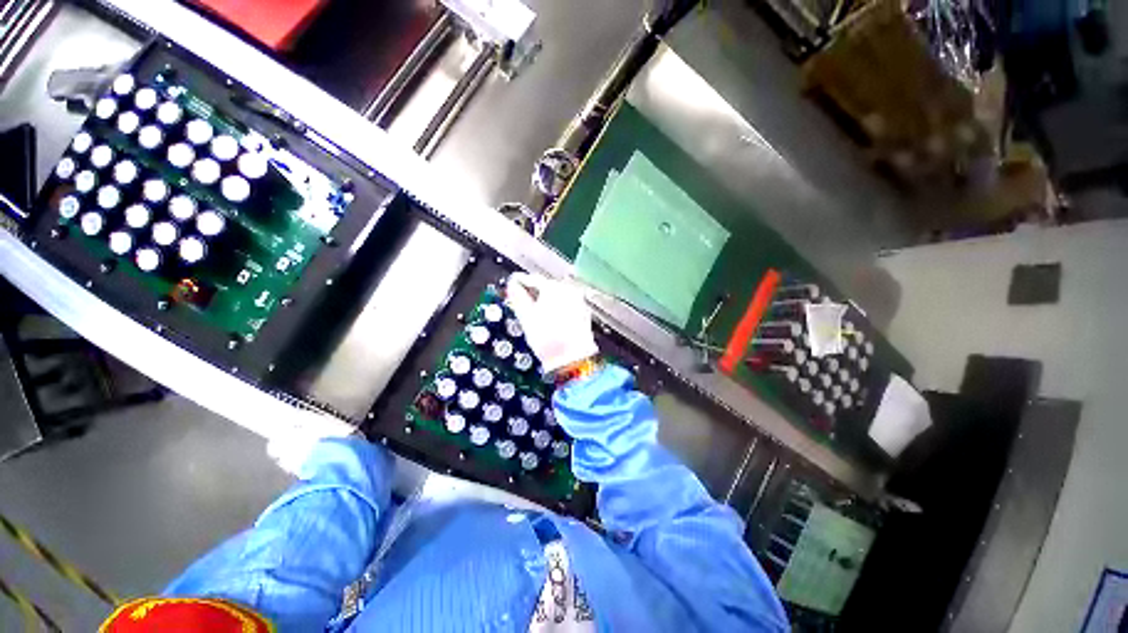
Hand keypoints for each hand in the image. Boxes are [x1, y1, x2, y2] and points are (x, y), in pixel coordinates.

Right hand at [505, 273, 598, 372]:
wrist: (571, 358)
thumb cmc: (547, 338)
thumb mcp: (526, 316)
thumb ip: (518, 296)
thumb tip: (513, 286)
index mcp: (553, 287)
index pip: (533, 279)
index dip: (521, 281)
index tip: (513, 283)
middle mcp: (569, 290)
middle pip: (547, 286)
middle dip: (535, 292)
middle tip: (523, 300)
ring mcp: (578, 301)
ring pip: (559, 296)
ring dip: (547, 300)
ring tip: (537, 312)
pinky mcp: (584, 312)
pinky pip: (568, 305)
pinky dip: (558, 308)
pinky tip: (552, 319)